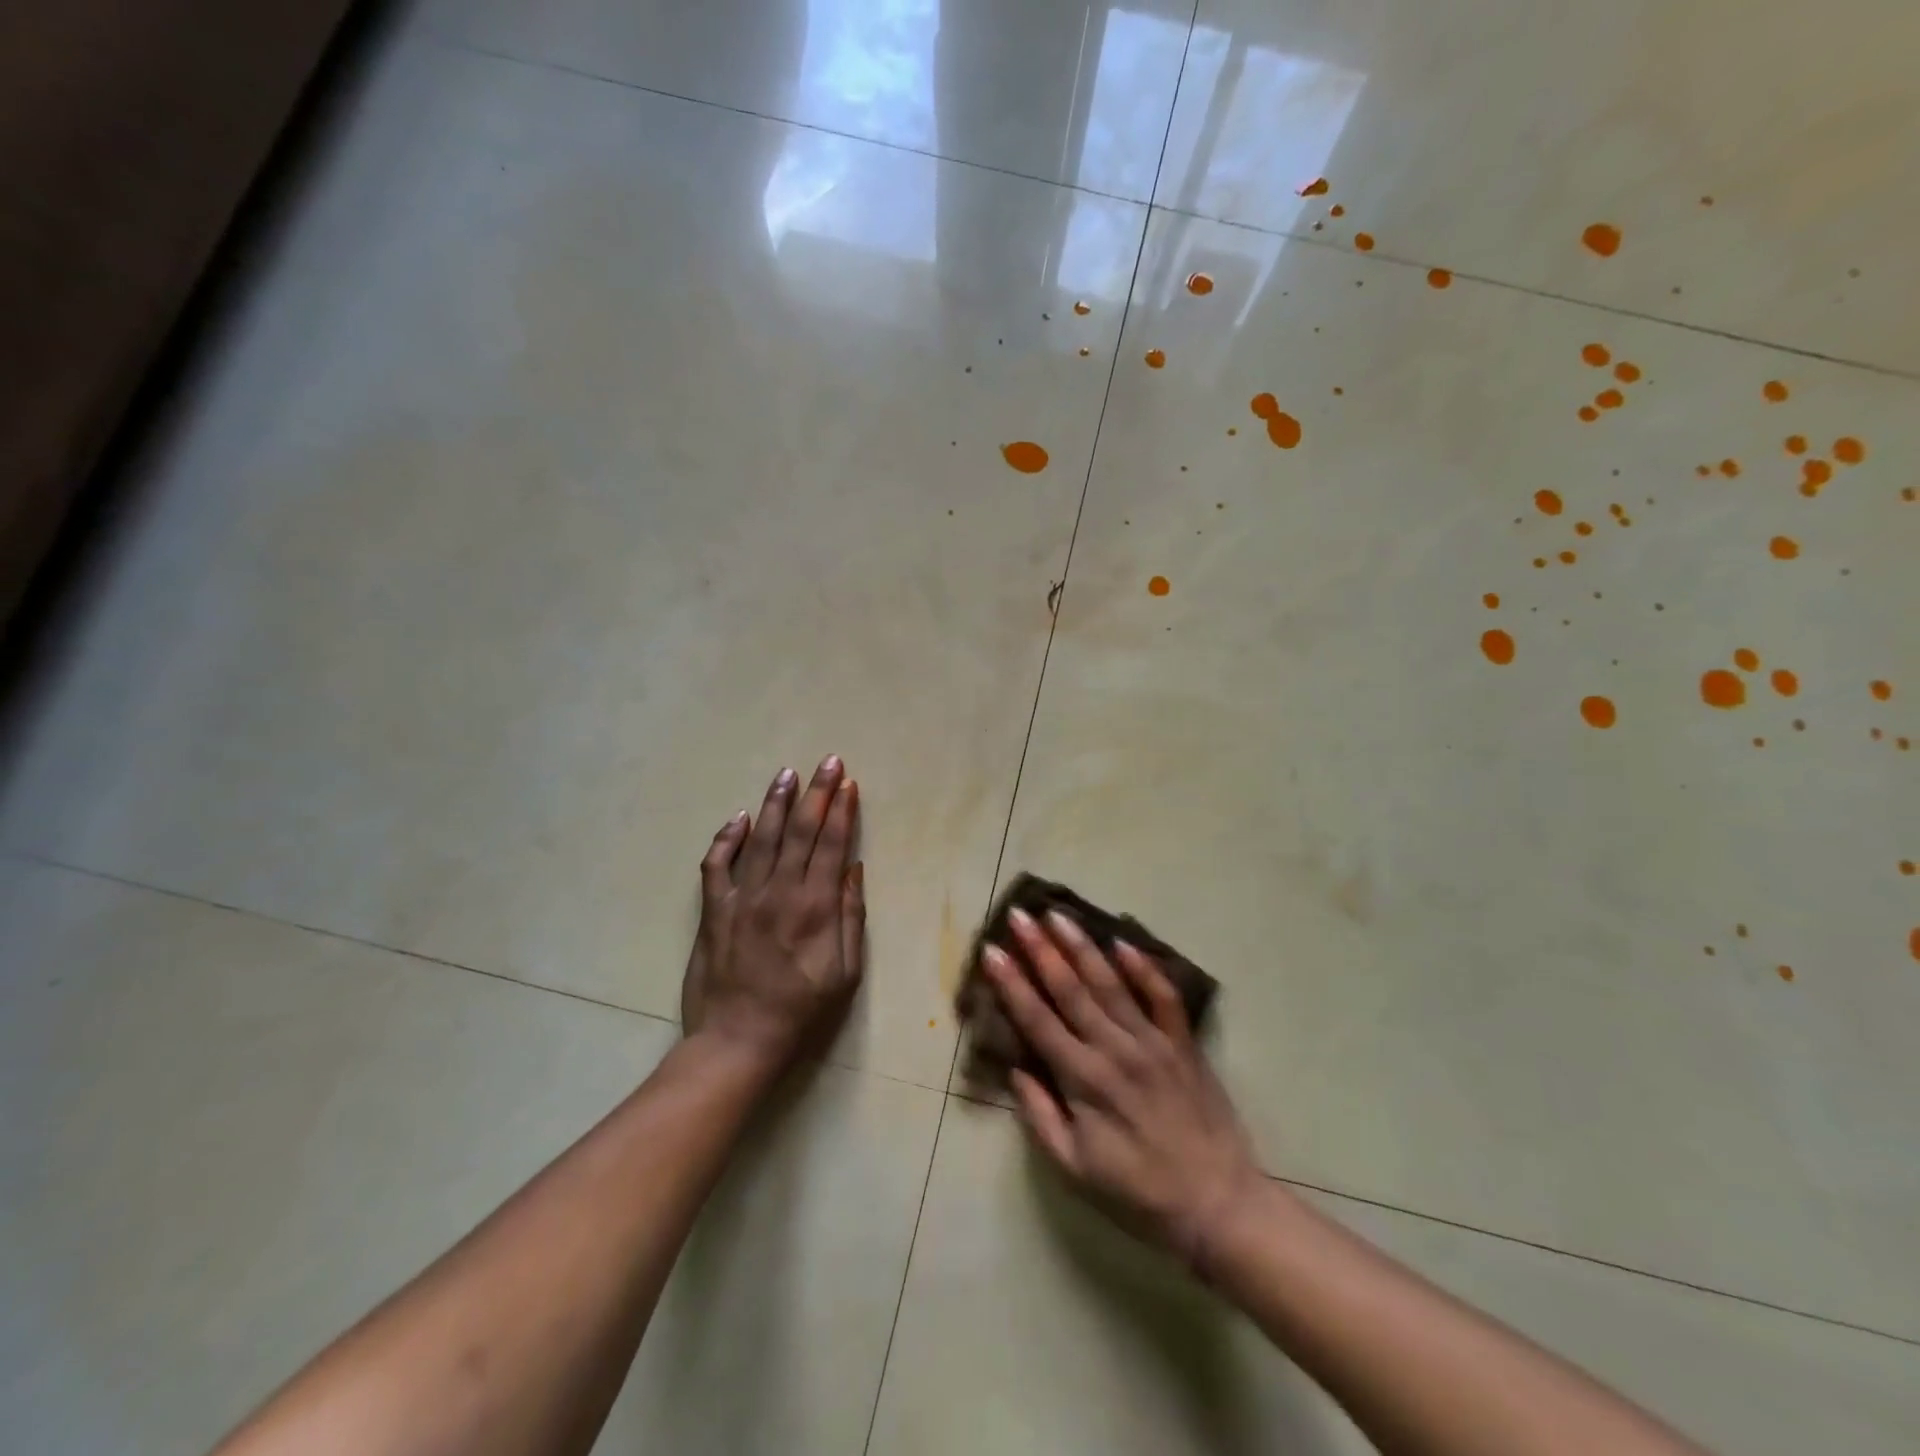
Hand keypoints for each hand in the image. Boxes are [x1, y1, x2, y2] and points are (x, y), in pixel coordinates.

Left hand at [681, 756, 864, 1068]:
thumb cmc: (802, 1010)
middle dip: (816, 793)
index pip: (831, 844)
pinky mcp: (714, 909)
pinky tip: (741, 818)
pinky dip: (728, 837)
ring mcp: (742, 897)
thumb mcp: (846, 971)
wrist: (739, 1040)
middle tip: (827, 762)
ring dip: (777, 802)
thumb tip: (853, 867)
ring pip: (762, 837)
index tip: (848, 783)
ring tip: (788, 774)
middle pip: (801, 830)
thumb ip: (851, 915)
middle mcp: (779, 892)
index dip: (841, 811)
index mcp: (816, 906)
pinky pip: (717, 864)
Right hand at [984, 908, 1257, 1269]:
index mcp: (1083, 1080)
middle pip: (1070, 989)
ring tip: (1059, 915)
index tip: (991, 951)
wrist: (1218, 1205)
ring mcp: (1152, 1041)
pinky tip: (1123, 941)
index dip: (1011, 983)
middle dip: (1040, 949)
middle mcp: (1115, 1049)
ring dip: (1082, 946)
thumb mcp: (1074, 1169)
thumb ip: (1040, 1116)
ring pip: (1111, 983)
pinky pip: (1163, 996)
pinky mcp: (1183, 1043)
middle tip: (1019, 916)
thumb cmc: (1138, 1193)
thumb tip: (1016, 1068)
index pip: (1037, 1019)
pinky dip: (1144, 967)